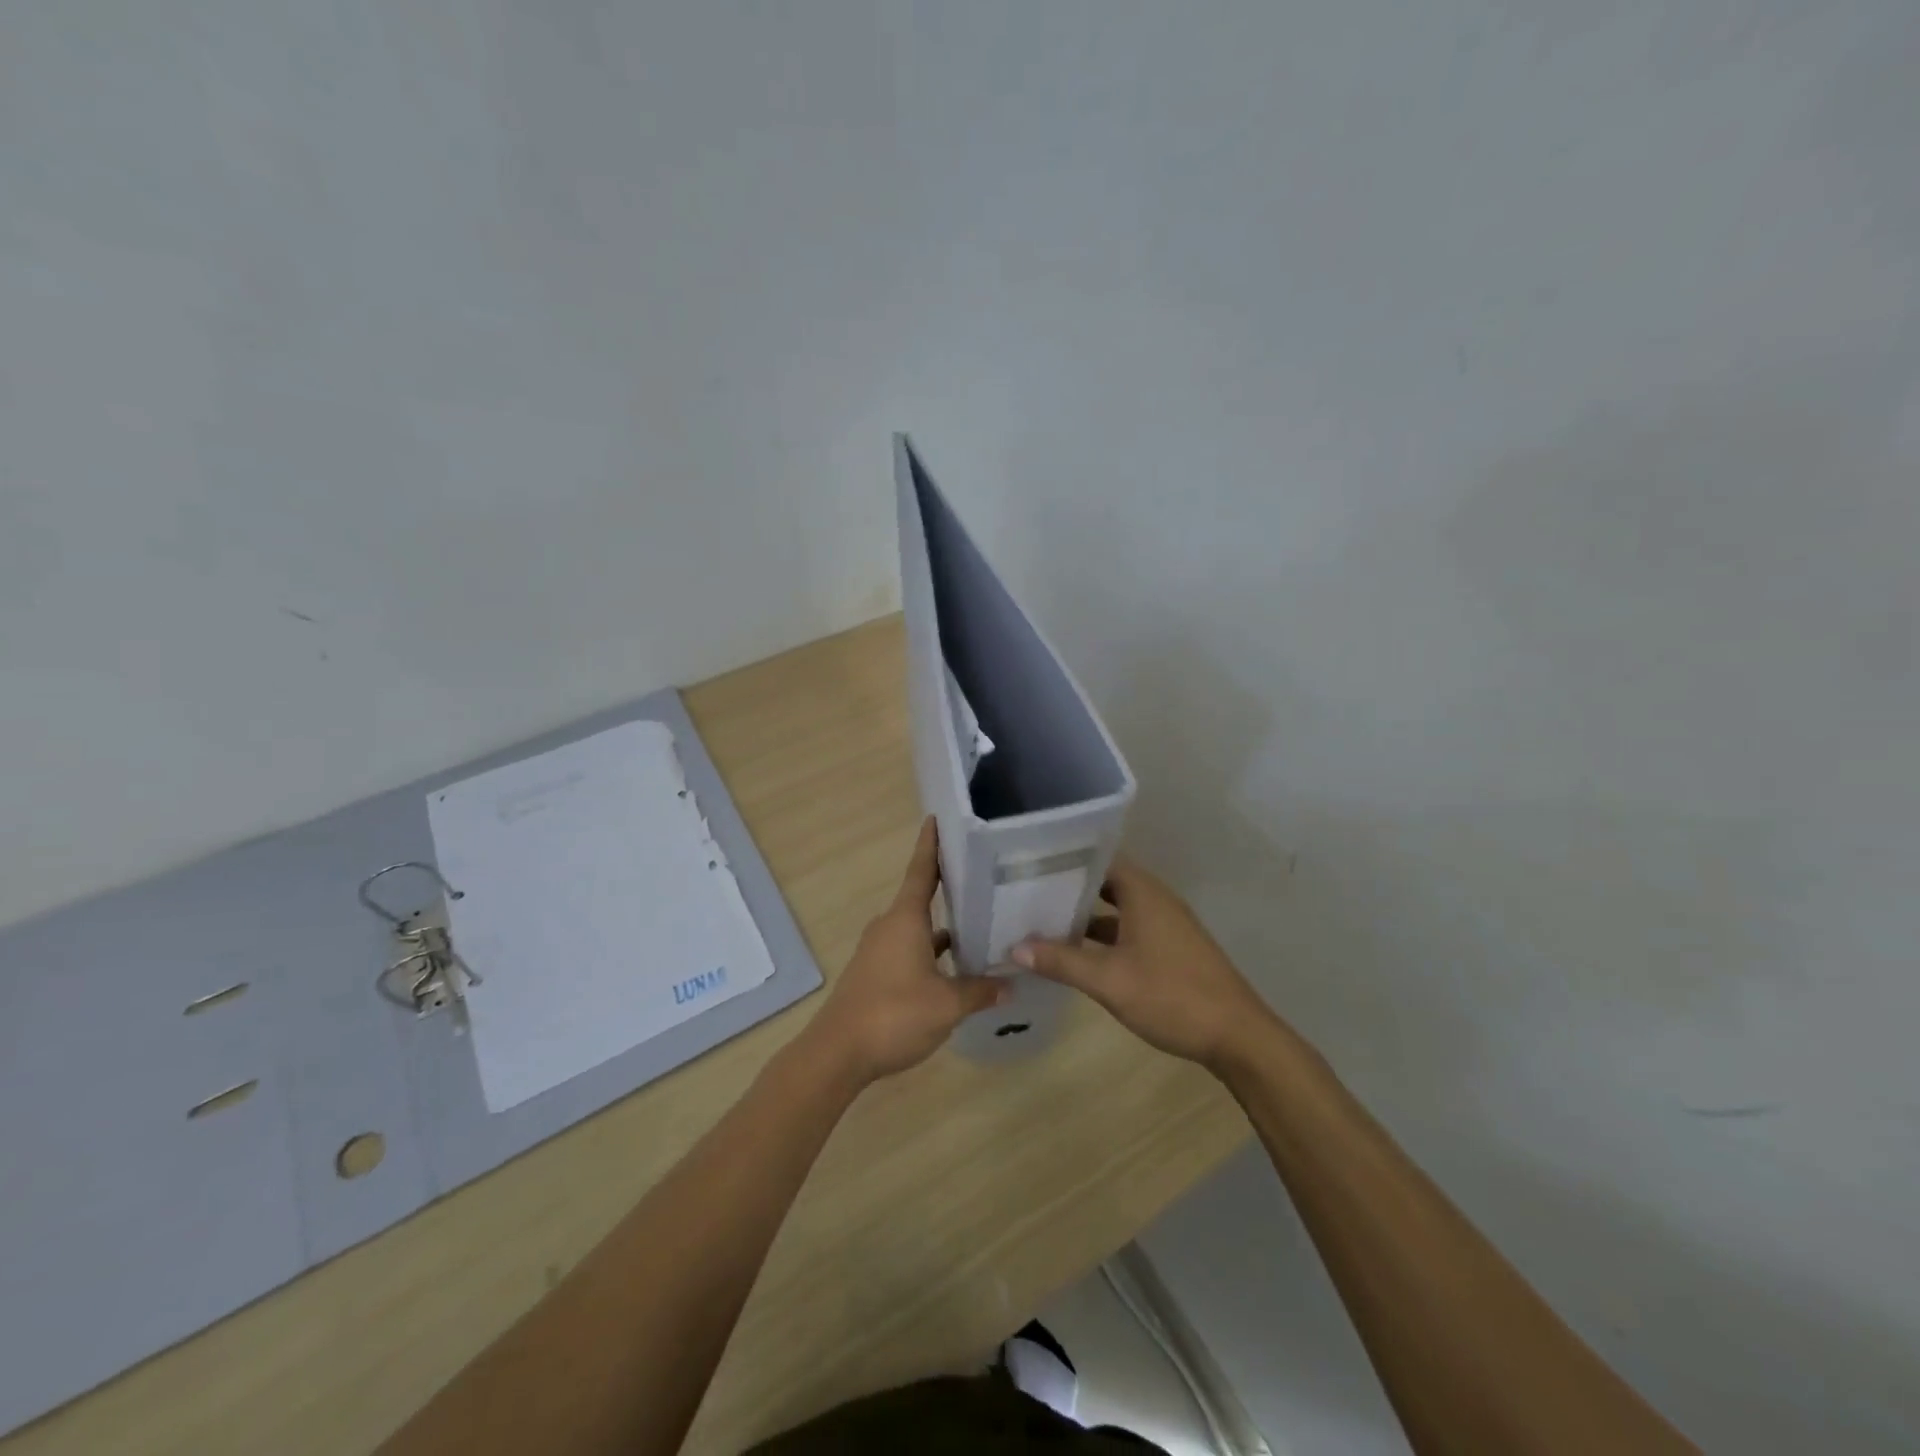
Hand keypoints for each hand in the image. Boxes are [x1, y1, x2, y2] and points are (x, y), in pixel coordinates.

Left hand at [804, 818, 1005, 1085]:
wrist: (838, 1053)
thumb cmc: (894, 1014)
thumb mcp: (947, 1005)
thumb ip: (979, 991)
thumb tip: (1010, 984)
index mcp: (905, 919)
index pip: (921, 870)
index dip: (931, 845)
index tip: (937, 819)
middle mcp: (890, 926)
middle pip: (922, 898)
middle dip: (949, 887)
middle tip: (983, 876)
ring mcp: (879, 950)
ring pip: (918, 929)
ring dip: (944, 928)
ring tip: (980, 925)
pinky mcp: (875, 973)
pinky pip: (910, 950)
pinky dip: (932, 953)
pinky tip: (955, 970)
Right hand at [1012, 858, 1278, 1069]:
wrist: (1237, 1036)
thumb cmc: (1171, 996)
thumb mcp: (1109, 980)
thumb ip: (1061, 962)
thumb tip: (1015, 948)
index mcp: (1143, 893)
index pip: (1100, 858)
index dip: (1067, 859)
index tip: (1032, 863)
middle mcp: (1155, 900)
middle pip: (1106, 882)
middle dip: (1070, 888)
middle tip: (1028, 892)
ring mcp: (1166, 925)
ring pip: (1118, 908)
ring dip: (1086, 915)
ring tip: (1043, 921)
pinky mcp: (1171, 949)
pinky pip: (1130, 929)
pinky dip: (1104, 936)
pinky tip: (1078, 955)